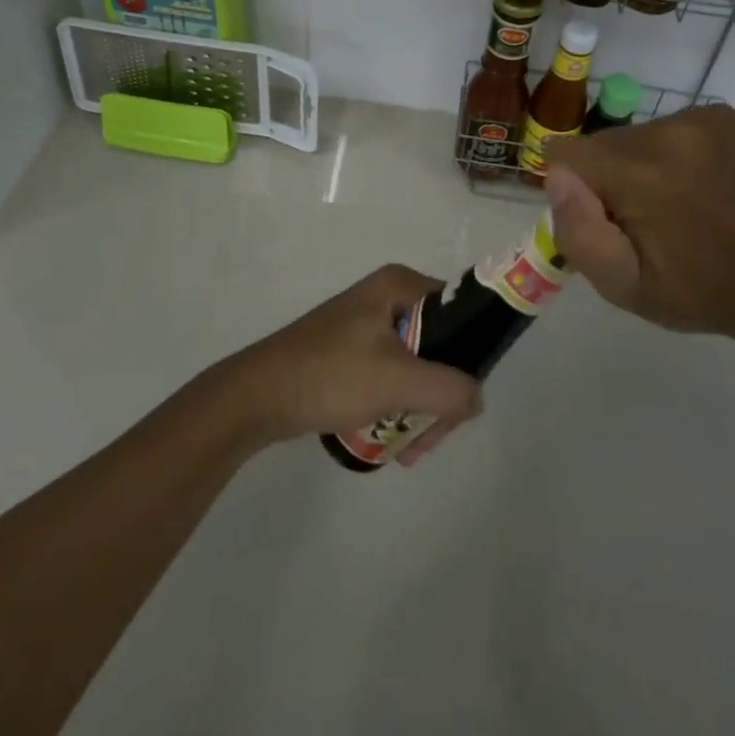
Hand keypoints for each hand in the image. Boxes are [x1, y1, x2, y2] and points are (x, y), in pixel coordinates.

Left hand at [220, 265, 483, 464]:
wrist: (258, 396)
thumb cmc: (331, 376)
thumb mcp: (398, 381)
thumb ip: (450, 389)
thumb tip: (476, 399)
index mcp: (400, 286)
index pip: (459, 314)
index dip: (469, 357)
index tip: (460, 400)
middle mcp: (387, 297)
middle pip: (440, 346)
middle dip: (441, 396)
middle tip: (431, 438)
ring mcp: (367, 324)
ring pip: (418, 366)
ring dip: (421, 409)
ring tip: (411, 449)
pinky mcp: (352, 350)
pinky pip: (393, 375)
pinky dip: (398, 405)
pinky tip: (393, 440)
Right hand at [543, 104, 734, 344]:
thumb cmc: (700, 292)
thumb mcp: (623, 287)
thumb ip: (577, 232)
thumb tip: (558, 178)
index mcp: (635, 172)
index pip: (563, 153)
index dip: (573, 190)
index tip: (604, 220)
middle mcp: (663, 131)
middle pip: (600, 145)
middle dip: (607, 179)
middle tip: (644, 223)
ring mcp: (697, 119)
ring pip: (634, 137)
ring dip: (639, 167)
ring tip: (677, 208)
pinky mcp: (720, 116)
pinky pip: (667, 128)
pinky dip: (670, 154)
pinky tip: (697, 186)